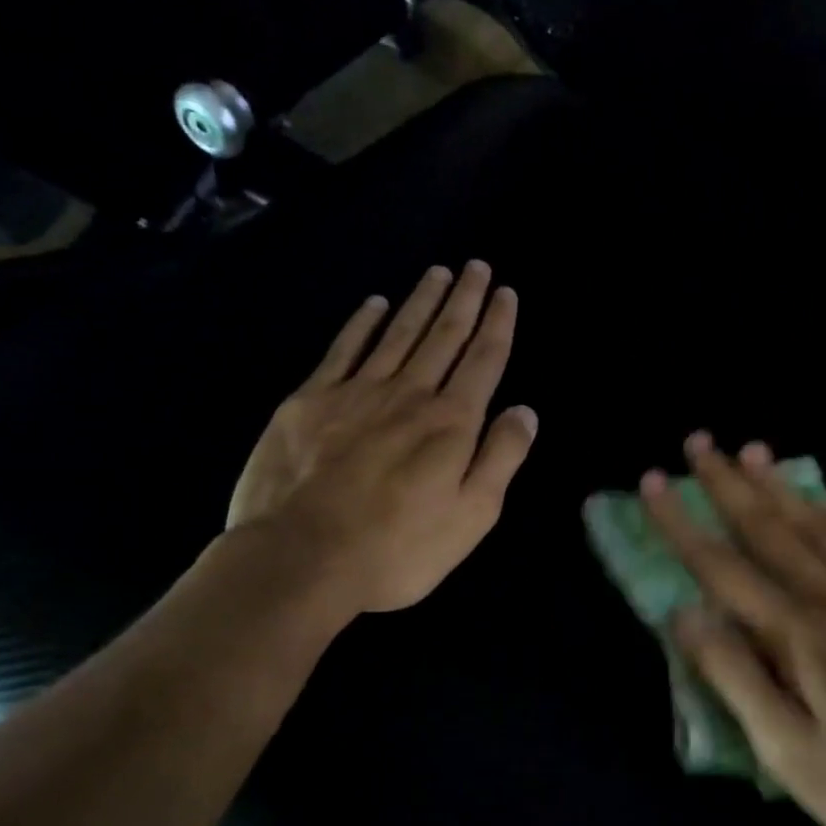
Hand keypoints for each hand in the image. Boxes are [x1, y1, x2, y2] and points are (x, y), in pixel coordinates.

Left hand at [225, 262, 537, 613]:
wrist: (300, 558)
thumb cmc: (397, 549)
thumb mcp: (471, 517)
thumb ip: (501, 458)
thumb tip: (524, 411)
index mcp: (451, 424)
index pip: (483, 361)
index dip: (498, 324)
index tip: (505, 292)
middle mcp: (409, 395)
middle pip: (443, 336)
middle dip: (464, 300)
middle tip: (476, 267)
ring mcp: (356, 393)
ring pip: (397, 334)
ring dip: (420, 301)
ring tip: (438, 272)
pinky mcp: (310, 401)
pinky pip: (343, 349)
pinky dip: (361, 324)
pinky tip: (373, 304)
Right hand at [641, 434, 825, 825]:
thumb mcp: (786, 750)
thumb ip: (734, 676)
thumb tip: (685, 614)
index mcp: (800, 633)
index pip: (723, 566)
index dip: (682, 523)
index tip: (653, 482)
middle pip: (770, 527)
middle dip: (727, 482)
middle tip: (698, 443)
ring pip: (817, 524)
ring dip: (778, 485)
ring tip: (752, 451)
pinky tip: (823, 499)